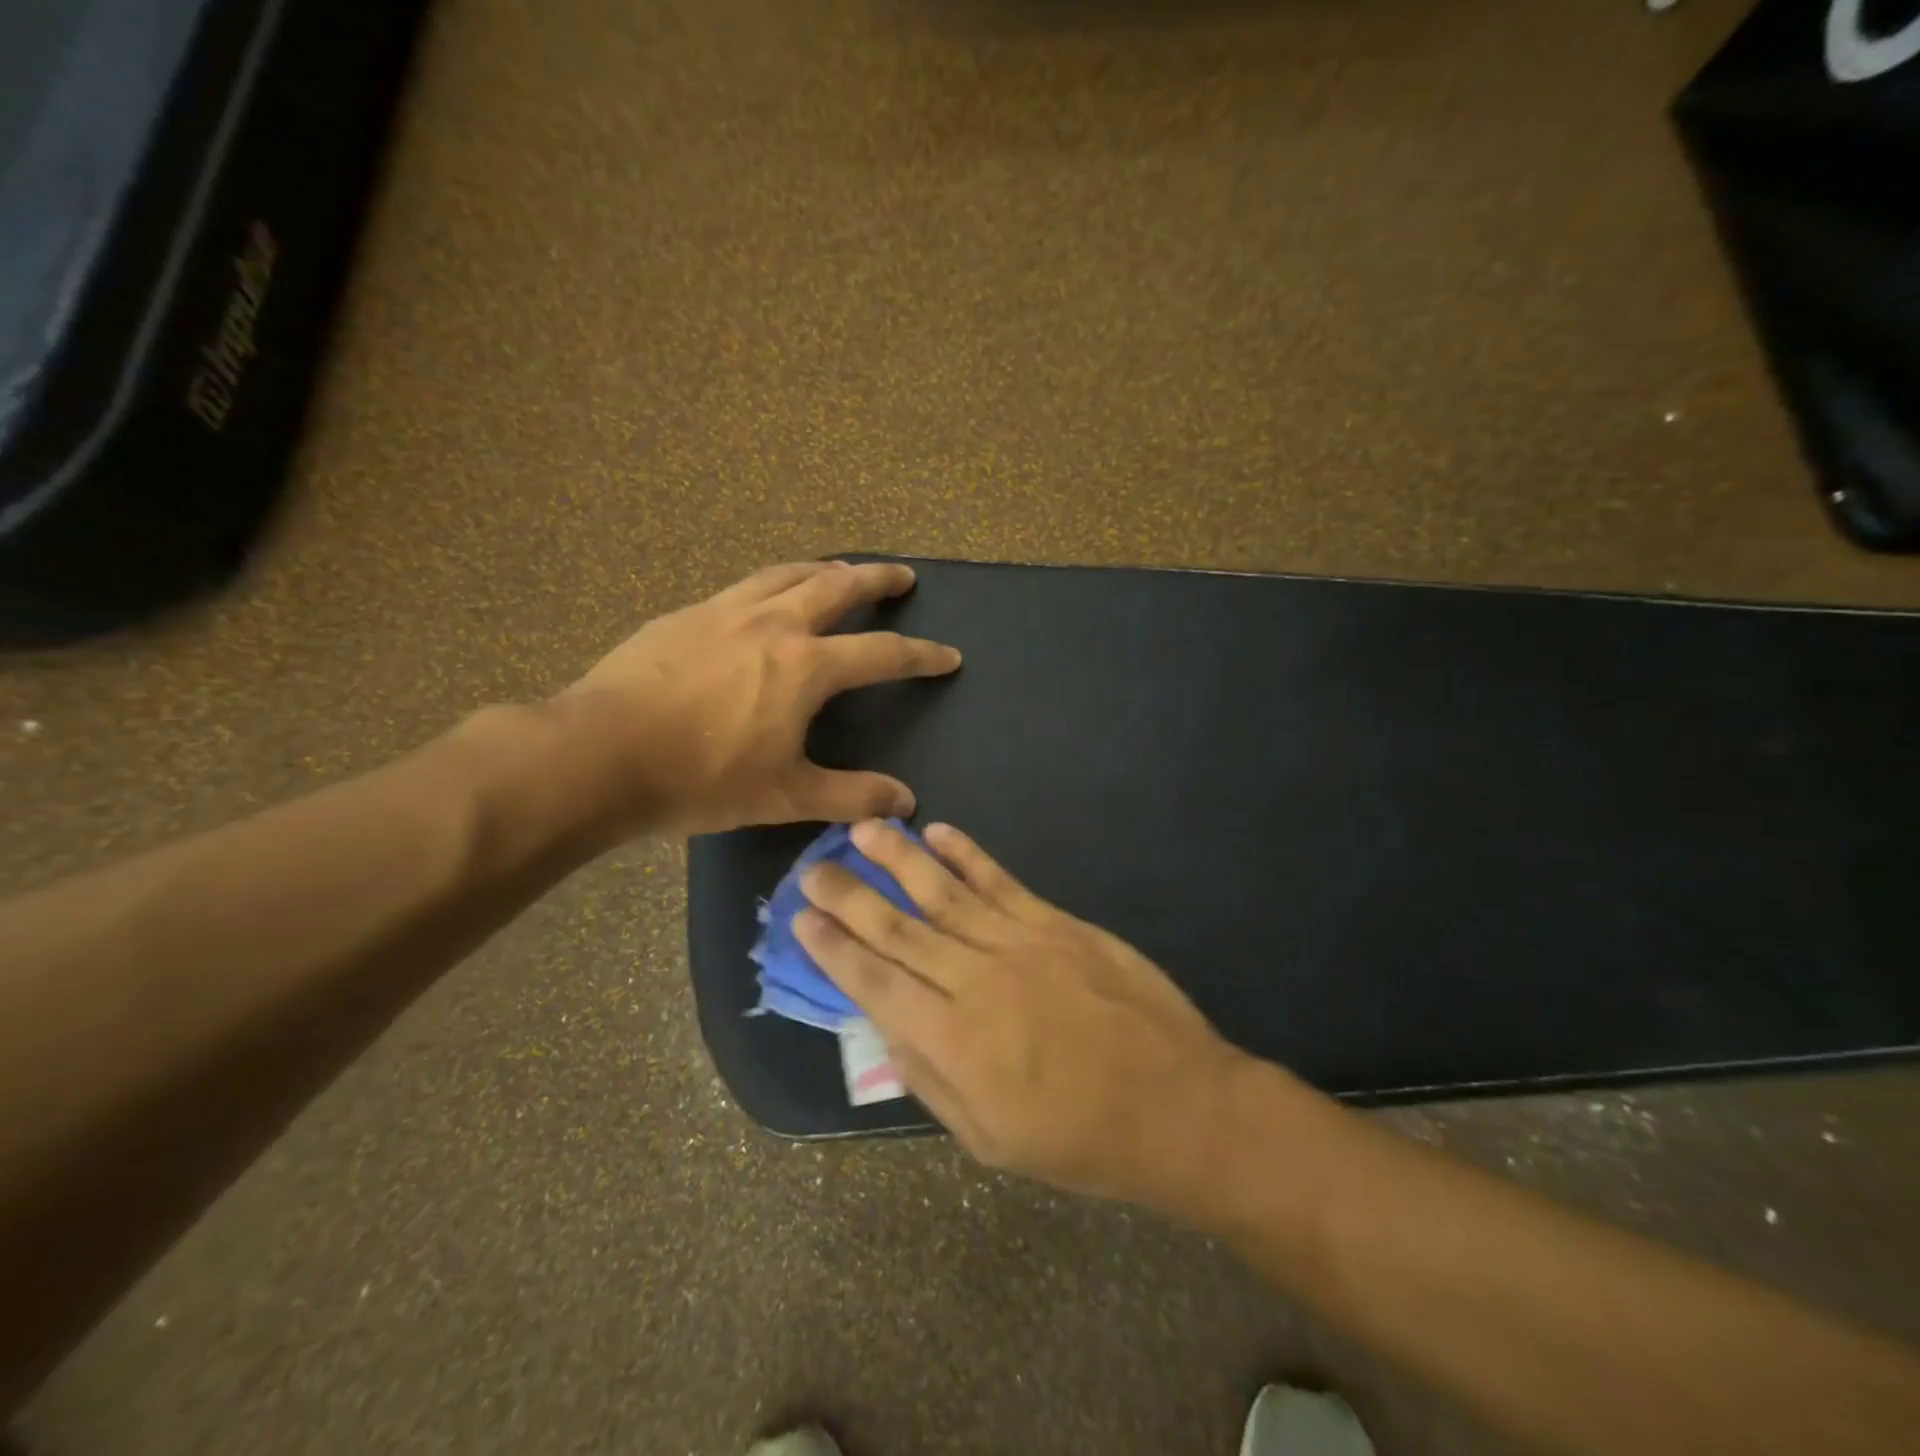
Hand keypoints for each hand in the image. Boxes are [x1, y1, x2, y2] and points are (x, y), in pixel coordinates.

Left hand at [554, 562, 960, 835]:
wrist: (600, 755)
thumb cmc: (702, 778)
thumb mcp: (785, 796)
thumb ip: (850, 796)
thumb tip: (905, 802)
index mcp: (806, 666)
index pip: (882, 653)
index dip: (921, 655)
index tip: (949, 656)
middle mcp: (773, 625)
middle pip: (838, 586)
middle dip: (877, 579)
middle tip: (902, 575)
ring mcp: (724, 612)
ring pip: (787, 574)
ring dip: (823, 568)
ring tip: (840, 569)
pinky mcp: (684, 616)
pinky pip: (743, 587)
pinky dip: (772, 583)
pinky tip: (764, 597)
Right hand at [794, 819, 1251, 1207]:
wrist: (1175, 1104)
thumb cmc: (1079, 1137)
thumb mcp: (990, 1139)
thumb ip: (930, 1080)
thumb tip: (885, 1029)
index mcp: (953, 1041)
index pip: (875, 983)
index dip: (834, 949)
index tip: (802, 919)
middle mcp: (975, 980)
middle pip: (898, 929)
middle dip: (850, 896)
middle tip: (813, 869)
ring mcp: (1018, 943)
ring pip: (943, 892)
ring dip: (898, 859)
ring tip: (862, 829)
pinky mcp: (1055, 923)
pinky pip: (1000, 882)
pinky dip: (967, 855)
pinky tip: (938, 832)